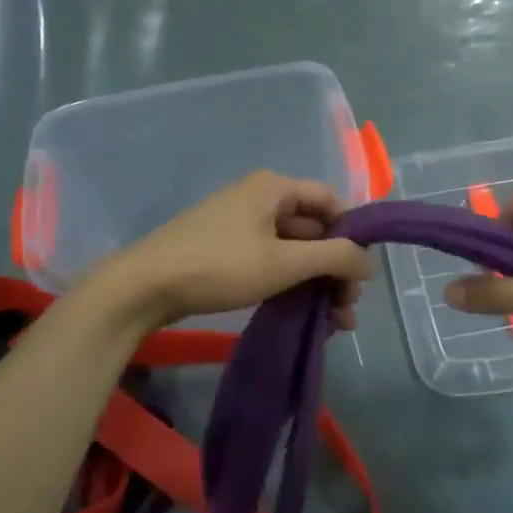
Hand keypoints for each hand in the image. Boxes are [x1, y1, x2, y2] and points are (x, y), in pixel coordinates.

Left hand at [102, 171, 373, 330]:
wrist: (143, 287)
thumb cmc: (220, 266)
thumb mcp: (284, 263)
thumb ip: (334, 258)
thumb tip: (370, 262)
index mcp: (274, 188)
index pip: (331, 201)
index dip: (352, 234)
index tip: (361, 273)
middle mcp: (260, 199)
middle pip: (314, 229)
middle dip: (336, 269)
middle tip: (347, 308)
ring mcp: (241, 225)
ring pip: (294, 251)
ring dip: (317, 283)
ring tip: (334, 323)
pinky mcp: (226, 250)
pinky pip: (272, 262)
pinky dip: (291, 285)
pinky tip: (305, 314)